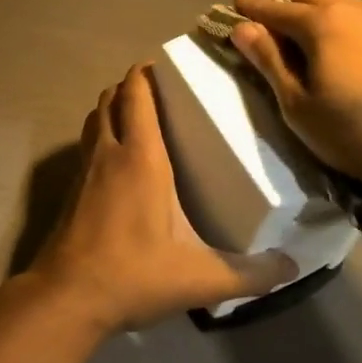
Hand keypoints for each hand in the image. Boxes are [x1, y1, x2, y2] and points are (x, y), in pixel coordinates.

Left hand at [28, 65, 296, 333]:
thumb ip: (252, 274)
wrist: (68, 297)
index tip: (165, 65)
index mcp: (140, 157)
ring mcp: (84, 171)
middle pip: (110, 99)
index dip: (145, 72)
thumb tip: (294, 267)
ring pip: (94, 120)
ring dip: (111, 109)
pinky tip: (120, 163)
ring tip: (139, 118)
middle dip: (130, 86)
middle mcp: (108, 153)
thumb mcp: (202, 278)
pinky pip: (86, 146)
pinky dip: (101, 137)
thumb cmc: (134, 274)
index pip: (136, 95)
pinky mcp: (71, 191)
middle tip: (160, 91)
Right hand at [229, 0, 361, 208]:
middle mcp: (353, 9)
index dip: (251, 5)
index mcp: (321, 23)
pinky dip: (341, 8)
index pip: (275, 9)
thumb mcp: (299, 106)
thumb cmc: (359, 131)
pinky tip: (343, 19)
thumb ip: (270, 63)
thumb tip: (243, 29)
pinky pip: (361, 11)